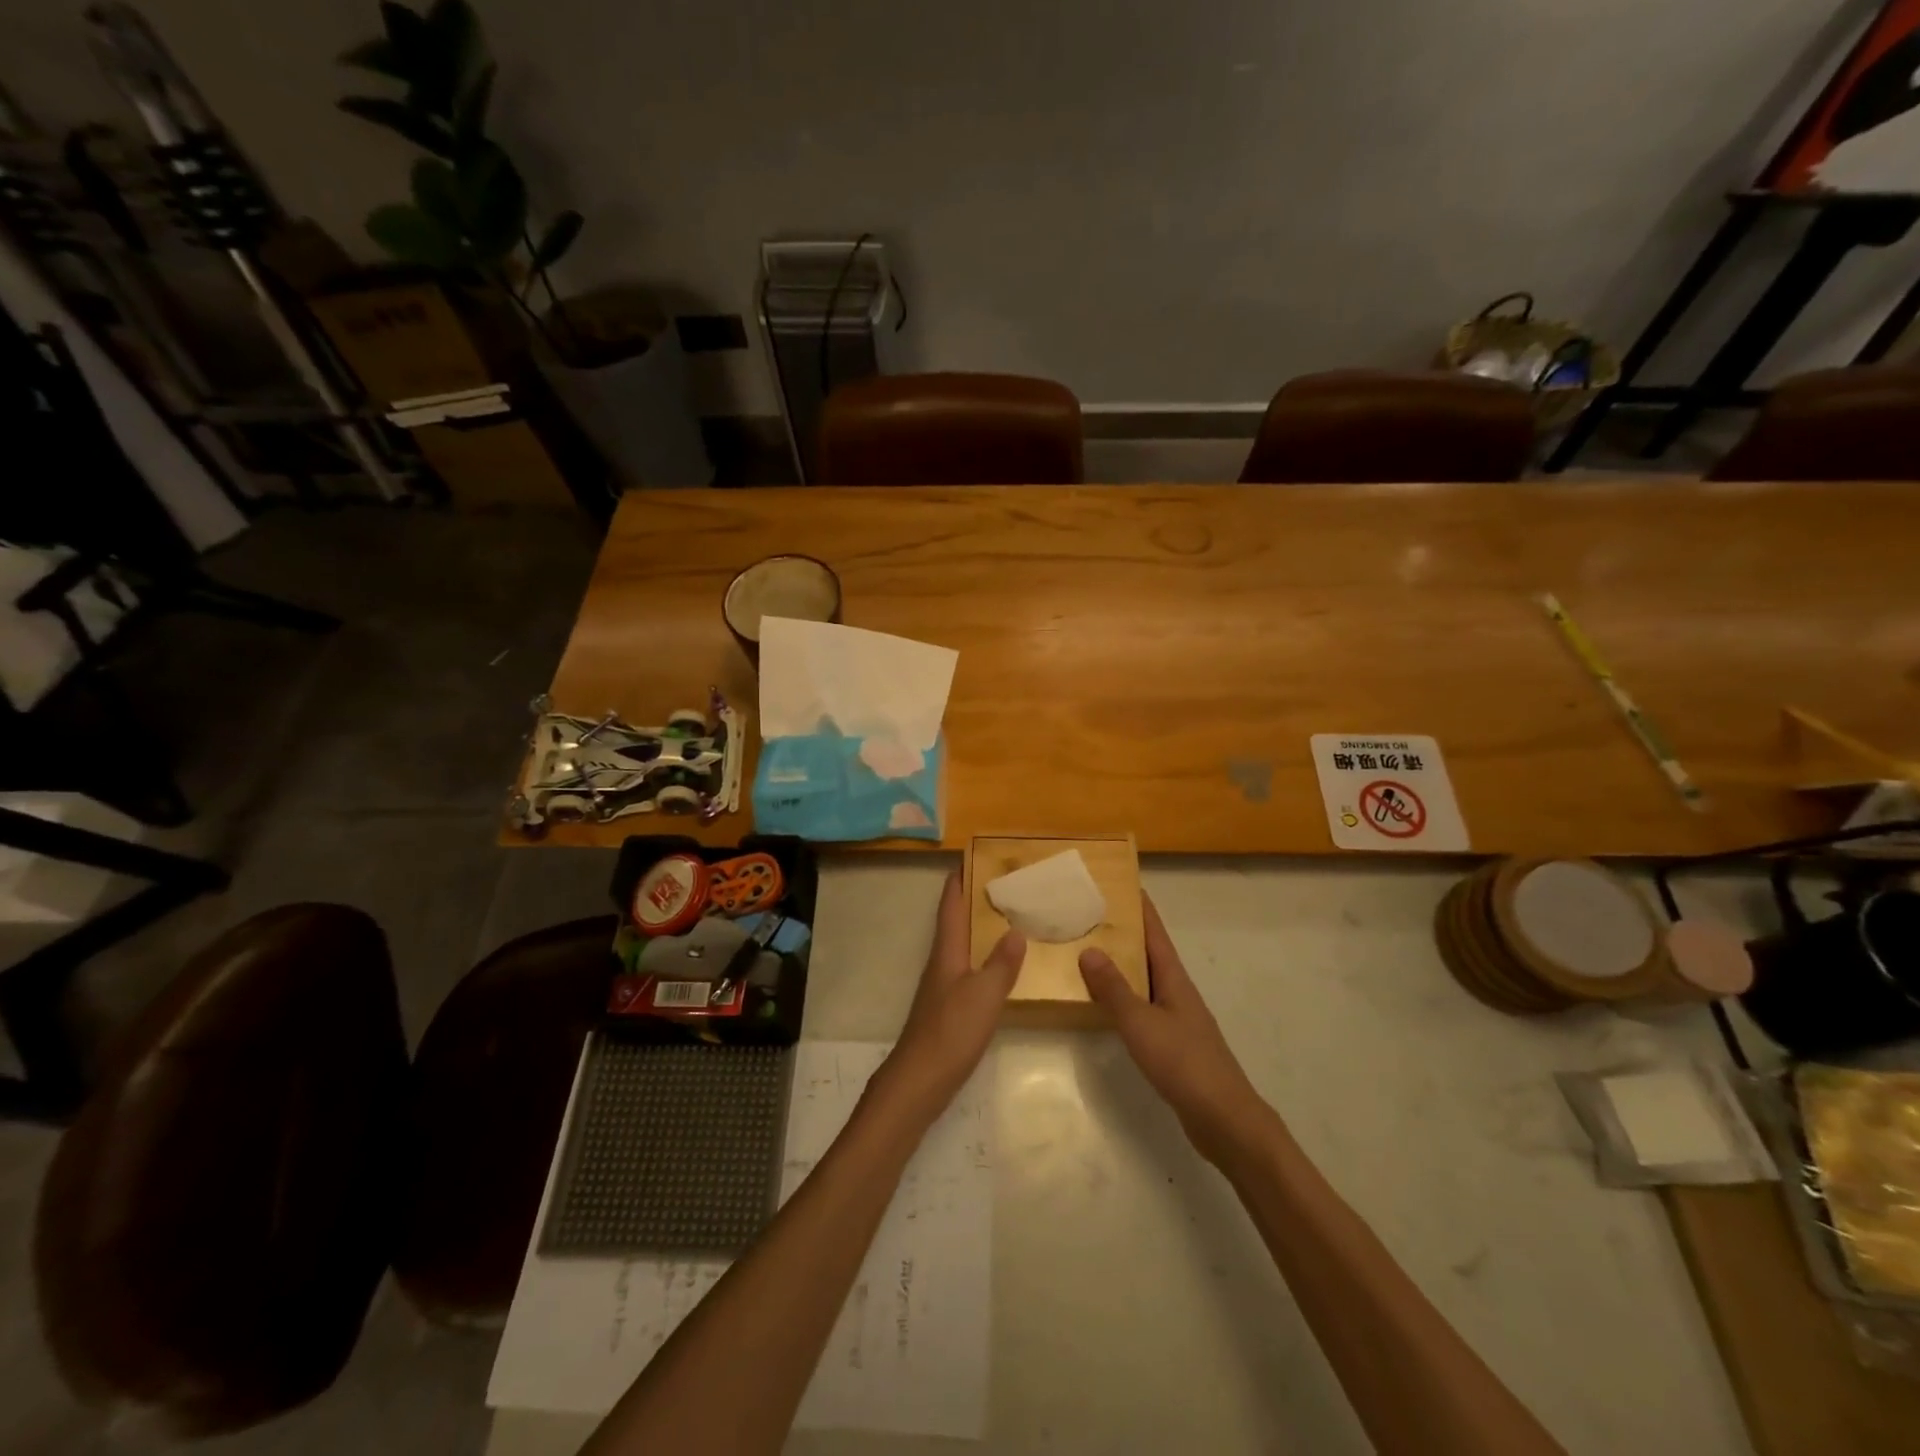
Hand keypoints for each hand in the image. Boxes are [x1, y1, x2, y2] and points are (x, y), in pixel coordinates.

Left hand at [871, 873, 1024, 1124]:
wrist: (919, 1081)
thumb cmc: (951, 1032)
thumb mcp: (984, 995)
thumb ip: (1001, 963)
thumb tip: (1015, 930)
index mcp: (947, 952)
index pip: (950, 906)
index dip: (958, 880)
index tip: (972, 857)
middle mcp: (941, 962)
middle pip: (955, 922)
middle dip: (974, 900)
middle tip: (1004, 883)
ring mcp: (943, 986)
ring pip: (962, 945)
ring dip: (979, 928)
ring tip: (1010, 917)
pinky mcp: (948, 1008)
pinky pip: (968, 969)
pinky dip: (983, 956)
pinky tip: (1001, 966)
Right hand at [1079, 894, 1270, 1165]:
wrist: (1223, 1119)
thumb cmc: (1184, 1063)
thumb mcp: (1141, 1023)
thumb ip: (1114, 989)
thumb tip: (1089, 949)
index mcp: (1174, 979)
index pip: (1155, 932)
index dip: (1140, 907)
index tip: (1120, 882)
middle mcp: (1177, 992)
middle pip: (1150, 953)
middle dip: (1124, 932)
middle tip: (1090, 915)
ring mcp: (1177, 1018)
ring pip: (1145, 981)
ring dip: (1122, 965)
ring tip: (1088, 953)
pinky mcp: (1173, 1044)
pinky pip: (1143, 1007)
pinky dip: (1124, 997)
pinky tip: (1105, 1005)